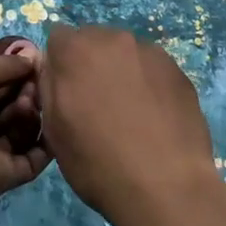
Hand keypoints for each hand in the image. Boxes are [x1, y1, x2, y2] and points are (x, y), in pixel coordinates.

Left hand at [0, 49, 51, 212]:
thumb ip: (7, 64)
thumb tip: (33, 57)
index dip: (16, 74)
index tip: (36, 63)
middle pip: (10, 107)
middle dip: (26, 91)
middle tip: (33, 85)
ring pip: (22, 130)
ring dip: (31, 112)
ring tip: (26, 104)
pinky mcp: (6, 176)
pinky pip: (32, 159)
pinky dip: (46, 142)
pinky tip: (53, 122)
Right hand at [37, 26, 220, 225]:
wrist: (166, 187)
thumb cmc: (98, 163)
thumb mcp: (53, 130)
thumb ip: (48, 86)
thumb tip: (54, 68)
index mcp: (75, 50)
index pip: (58, 39)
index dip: (59, 66)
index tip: (67, 93)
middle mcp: (112, 38)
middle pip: (93, 41)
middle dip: (90, 64)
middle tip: (97, 104)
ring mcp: (149, 51)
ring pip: (124, 53)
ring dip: (120, 71)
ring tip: (130, 113)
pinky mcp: (177, 68)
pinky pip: (151, 67)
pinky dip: (147, 83)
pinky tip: (154, 116)